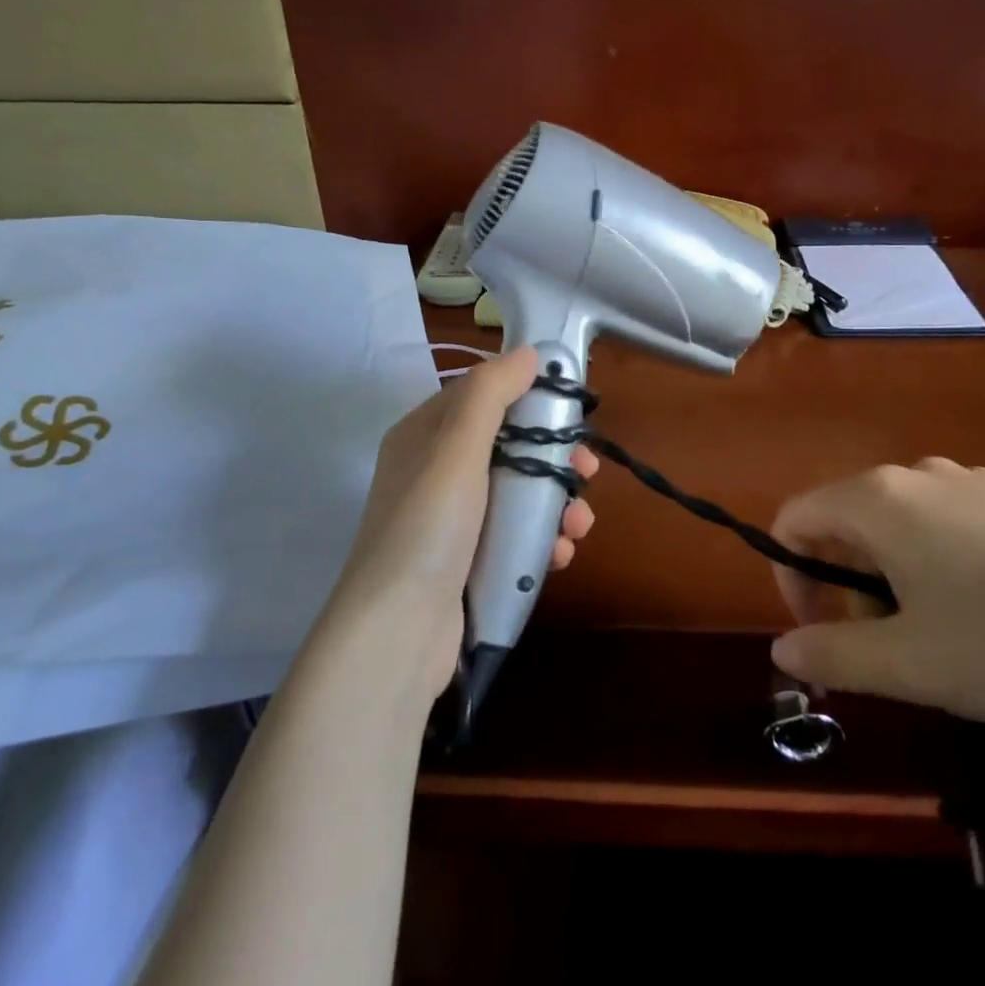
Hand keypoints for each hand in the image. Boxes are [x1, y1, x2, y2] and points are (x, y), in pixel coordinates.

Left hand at [315, 347, 597, 707]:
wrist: (398, 634)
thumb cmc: (428, 529)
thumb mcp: (456, 450)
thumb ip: (490, 395)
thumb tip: (527, 352)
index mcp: (425, 436)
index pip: (484, 396)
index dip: (528, 396)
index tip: (570, 408)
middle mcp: (437, 472)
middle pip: (509, 446)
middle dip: (554, 458)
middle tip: (586, 471)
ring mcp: (454, 521)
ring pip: (519, 493)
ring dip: (556, 504)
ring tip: (578, 525)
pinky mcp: (470, 561)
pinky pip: (516, 535)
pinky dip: (542, 540)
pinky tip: (559, 555)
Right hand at [768, 459, 984, 723]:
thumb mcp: (910, 664)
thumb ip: (832, 655)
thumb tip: (783, 651)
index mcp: (878, 499)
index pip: (795, 519)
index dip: (790, 577)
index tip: (822, 633)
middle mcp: (918, 474)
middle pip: (845, 519)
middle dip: (843, 582)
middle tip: (880, 645)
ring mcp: (973, 482)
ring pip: (898, 523)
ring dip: (889, 575)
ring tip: (934, 634)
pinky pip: (947, 522)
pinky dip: (935, 563)